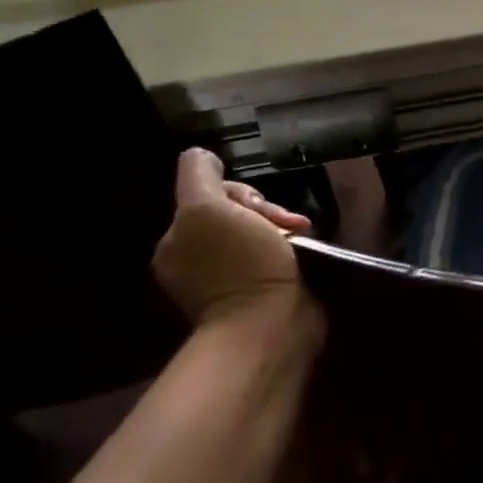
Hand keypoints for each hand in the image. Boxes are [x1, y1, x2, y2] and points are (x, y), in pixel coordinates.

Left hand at [152, 149, 313, 326]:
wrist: (271, 326)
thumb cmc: (240, 265)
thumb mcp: (206, 208)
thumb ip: (198, 176)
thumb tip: (202, 156)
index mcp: (179, 241)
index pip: (210, 195)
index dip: (236, 193)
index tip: (257, 206)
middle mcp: (199, 259)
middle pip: (236, 212)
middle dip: (264, 211)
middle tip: (287, 223)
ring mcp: (230, 279)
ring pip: (259, 231)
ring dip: (281, 226)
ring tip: (303, 234)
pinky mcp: (260, 293)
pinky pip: (274, 254)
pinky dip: (289, 248)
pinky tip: (304, 249)